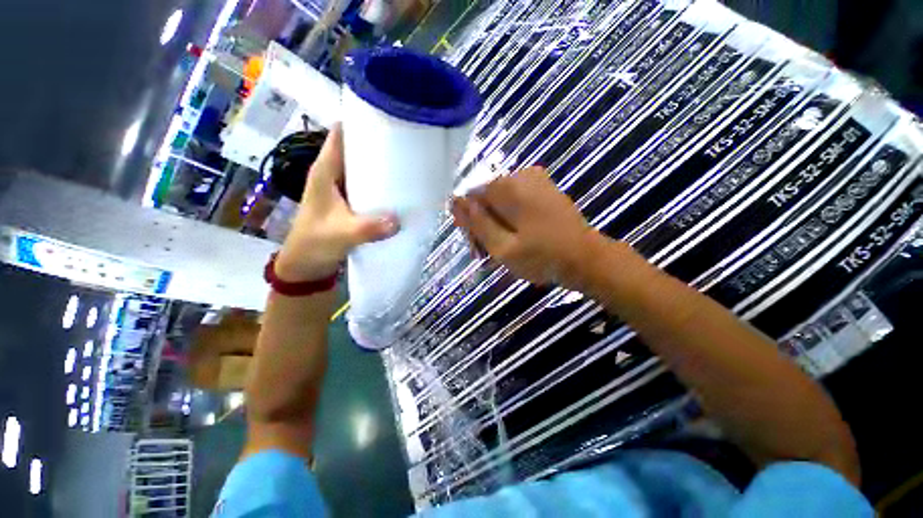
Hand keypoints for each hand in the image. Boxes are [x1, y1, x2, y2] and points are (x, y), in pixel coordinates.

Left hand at [275, 125, 398, 281]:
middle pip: (354, 148)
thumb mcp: (341, 234)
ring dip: (380, 164)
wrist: (306, 264)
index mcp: (324, 172)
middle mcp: (332, 174)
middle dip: (377, 143)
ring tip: (407, 162)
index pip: (339, 135)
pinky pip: (367, 184)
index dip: (358, 122)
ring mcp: (341, 188)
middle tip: (405, 142)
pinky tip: (397, 188)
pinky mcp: (348, 201)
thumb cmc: (315, 243)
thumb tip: (398, 221)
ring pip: (362, 166)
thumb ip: (368, 228)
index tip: (384, 116)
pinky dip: (380, 183)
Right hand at [451, 166, 606, 288]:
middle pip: (486, 198)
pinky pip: (515, 201)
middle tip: (489, 253)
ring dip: (496, 224)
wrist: (588, 259)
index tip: (477, 247)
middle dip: (483, 224)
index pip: (471, 198)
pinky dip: (511, 219)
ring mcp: (535, 180)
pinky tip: (516, 238)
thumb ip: (476, 223)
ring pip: (499, 201)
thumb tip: (454, 201)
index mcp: (508, 187)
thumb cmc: (543, 258)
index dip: (469, 223)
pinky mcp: (544, 189)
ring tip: (503, 249)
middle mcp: (520, 175)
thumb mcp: (502, 247)